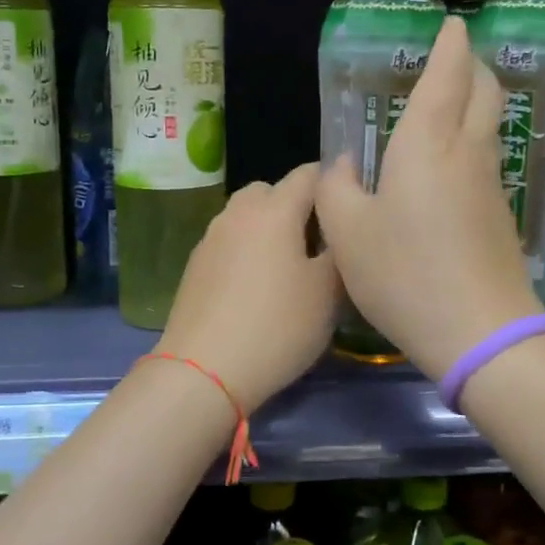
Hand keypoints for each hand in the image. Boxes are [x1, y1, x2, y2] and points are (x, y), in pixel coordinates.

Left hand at [156, 163, 340, 414]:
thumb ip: (339, 251)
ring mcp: (211, 238)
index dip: (333, 183)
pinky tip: (256, 288)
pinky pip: (229, 242)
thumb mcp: (328, 292)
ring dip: (268, 228)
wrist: (204, 370)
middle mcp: (238, 213)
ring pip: (247, 216)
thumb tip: (340, 230)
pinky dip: (246, 251)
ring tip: (287, 266)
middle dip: (296, 205)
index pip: (308, 174)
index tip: (348, 207)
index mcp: (274, 210)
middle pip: (271, 191)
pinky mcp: (195, 266)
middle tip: (317, 242)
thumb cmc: (277, 326)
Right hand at [316, 17, 543, 382]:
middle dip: (472, 65)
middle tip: (455, 57)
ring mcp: (491, 186)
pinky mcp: (500, 216)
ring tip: (450, 102)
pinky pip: (487, 159)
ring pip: (490, 125)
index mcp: (427, 143)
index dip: (450, 46)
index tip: (453, 25)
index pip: (447, 76)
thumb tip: (343, 164)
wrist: (480, 333)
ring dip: (476, 101)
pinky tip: (449, 163)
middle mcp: (467, 153)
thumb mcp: (348, 233)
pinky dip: (473, 140)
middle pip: (484, 91)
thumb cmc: (405, 274)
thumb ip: (336, 189)